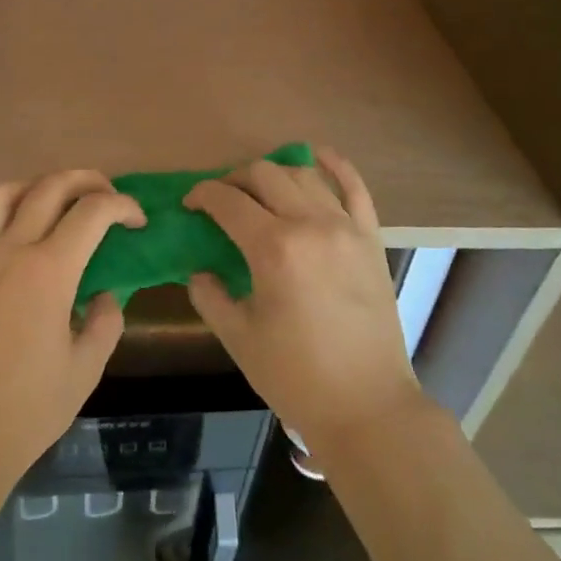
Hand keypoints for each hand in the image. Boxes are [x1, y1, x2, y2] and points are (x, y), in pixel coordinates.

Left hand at [0, 170, 144, 491]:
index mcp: (47, 273)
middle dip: (88, 181)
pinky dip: (6, 209)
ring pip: (4, 192)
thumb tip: (104, 294)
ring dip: (39, 185)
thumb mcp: (85, 370)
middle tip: (109, 197)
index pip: (92, 212)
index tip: (138, 220)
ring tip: (60, 203)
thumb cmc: (26, 411)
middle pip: (50, 187)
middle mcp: (8, 251)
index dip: (122, 206)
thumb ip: (104, 321)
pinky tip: (21, 233)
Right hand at [185, 147, 423, 463]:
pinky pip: (355, 188)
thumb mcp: (238, 336)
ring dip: (274, 173)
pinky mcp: (371, 238)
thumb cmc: (294, 375)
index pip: (228, 201)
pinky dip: (335, 165)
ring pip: (304, 174)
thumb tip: (199, 268)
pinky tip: (318, 155)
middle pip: (264, 175)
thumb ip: (209, 294)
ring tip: (258, 190)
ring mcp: (347, 228)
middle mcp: (311, 225)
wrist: (366, 404)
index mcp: (274, 249)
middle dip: (234, 179)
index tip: (190, 204)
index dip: (202, 195)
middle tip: (220, 201)